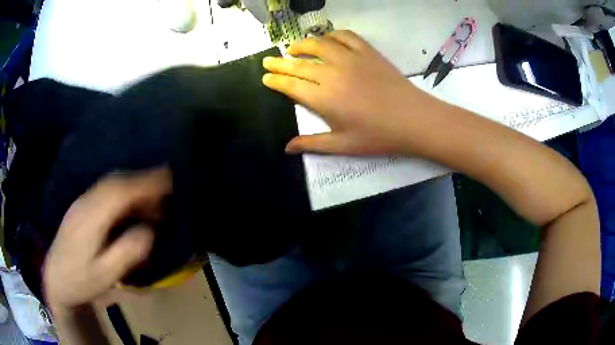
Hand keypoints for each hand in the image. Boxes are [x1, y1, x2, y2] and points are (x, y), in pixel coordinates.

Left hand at [43, 169, 170, 311]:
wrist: (55, 280)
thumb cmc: (80, 282)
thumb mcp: (105, 275)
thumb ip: (127, 252)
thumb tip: (149, 230)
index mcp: (90, 218)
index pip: (120, 191)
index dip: (145, 183)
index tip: (170, 180)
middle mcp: (85, 202)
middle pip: (116, 182)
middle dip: (144, 181)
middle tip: (168, 190)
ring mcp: (82, 203)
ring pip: (111, 184)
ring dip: (134, 186)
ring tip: (154, 200)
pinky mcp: (81, 207)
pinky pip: (106, 192)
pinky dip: (124, 192)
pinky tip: (132, 206)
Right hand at [262, 30, 437, 155]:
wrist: (414, 119)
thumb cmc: (379, 136)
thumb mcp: (343, 145)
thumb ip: (312, 144)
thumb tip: (286, 148)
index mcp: (323, 98)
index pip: (290, 85)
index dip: (275, 81)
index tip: (265, 77)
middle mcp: (331, 74)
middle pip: (298, 64)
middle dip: (279, 62)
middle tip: (267, 60)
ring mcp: (350, 59)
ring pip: (318, 44)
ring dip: (301, 45)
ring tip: (293, 48)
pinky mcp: (367, 52)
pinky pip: (345, 36)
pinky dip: (332, 35)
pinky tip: (327, 39)